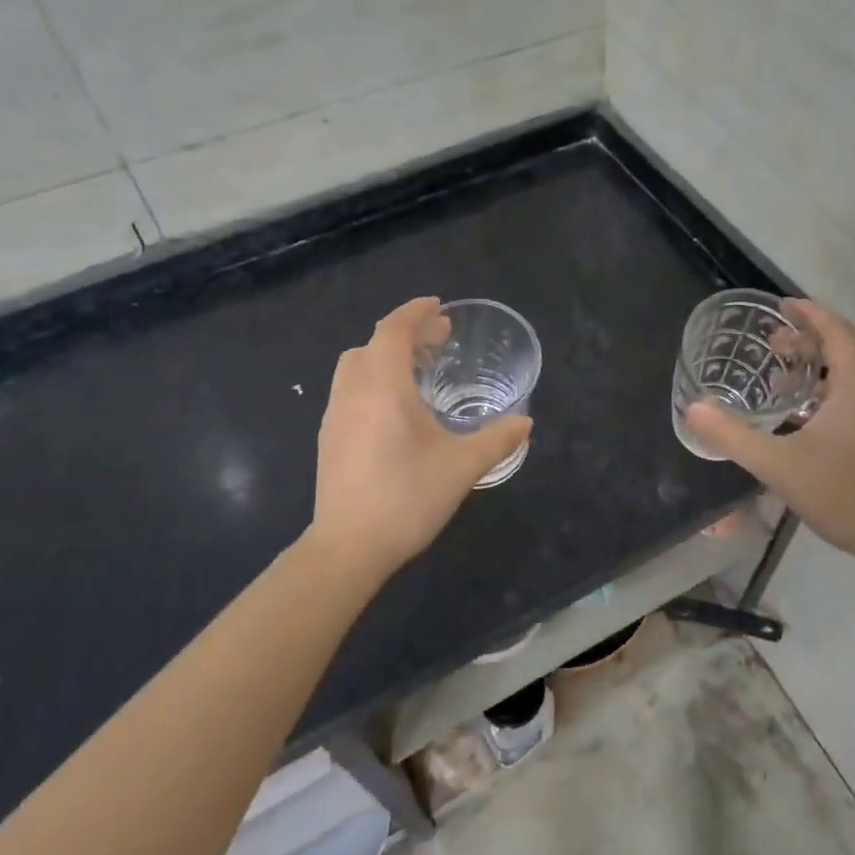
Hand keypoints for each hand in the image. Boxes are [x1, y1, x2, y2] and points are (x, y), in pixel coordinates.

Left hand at [309, 297, 532, 577]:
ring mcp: (335, 415)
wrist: (348, 548)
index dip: (416, 312)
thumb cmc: (407, 496)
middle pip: (373, 344)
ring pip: (356, 367)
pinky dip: (373, 380)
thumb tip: (525, 422)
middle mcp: (353, 391)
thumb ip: (498, 439)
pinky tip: (396, 411)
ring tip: (419, 372)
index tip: (439, 307)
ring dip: (386, 357)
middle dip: (405, 333)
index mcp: (383, 385)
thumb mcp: (463, 466)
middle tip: (439, 340)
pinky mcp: (329, 439)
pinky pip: (350, 390)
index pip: (393, 329)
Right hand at [684, 300, 854, 572]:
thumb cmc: (844, 495)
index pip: (836, 329)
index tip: (781, 306)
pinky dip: (836, 391)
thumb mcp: (778, 465)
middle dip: (808, 342)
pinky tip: (812, 419)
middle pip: (846, 350)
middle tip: (772, 348)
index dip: (808, 312)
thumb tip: (693, 410)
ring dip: (821, 369)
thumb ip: (732, 436)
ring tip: (785, 382)